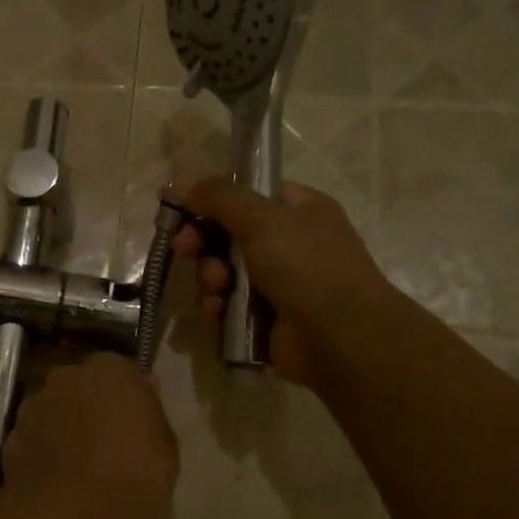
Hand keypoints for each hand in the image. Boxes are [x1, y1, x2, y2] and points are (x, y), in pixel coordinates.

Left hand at [2, 354, 178, 518]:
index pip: (121, 372)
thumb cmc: (132, 476)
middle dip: (92, 408)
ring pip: (55, 412)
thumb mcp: (165, 449)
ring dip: (65, 430)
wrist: (66, 516)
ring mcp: (34, 407)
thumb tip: (146, 387)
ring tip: (82, 470)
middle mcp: (67, 377)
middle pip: (83, 388)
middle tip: (109, 445)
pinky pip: (36, 441)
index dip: (128, 398)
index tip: (136, 425)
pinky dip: (44, 455)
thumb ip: (152, 412)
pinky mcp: (11, 439)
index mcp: (110, 370)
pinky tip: (58, 483)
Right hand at [174, 179, 391, 388]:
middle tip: (185, 248)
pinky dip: (219, 307)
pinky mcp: (265, 319)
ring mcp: (278, 284)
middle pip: (230, 235)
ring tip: (216, 286)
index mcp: (300, 211)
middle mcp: (290, 244)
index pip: (249, 194)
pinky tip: (218, 312)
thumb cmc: (306, 265)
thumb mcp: (262, 219)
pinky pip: (229, 306)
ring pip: (224, 272)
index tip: (181, 208)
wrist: (339, 336)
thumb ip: (219, 197)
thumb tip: (180, 181)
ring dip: (211, 277)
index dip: (213, 199)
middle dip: (205, 243)